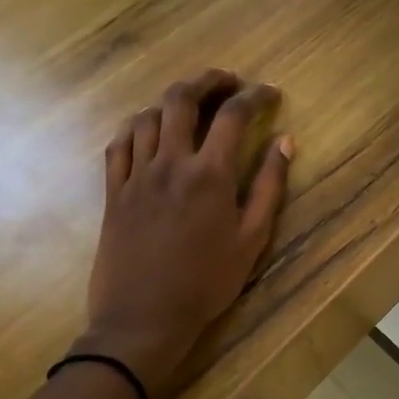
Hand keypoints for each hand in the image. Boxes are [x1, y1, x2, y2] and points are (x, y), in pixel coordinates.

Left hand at [80, 69, 292, 393]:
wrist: (144, 318)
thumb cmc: (207, 282)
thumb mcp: (252, 238)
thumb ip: (269, 186)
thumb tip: (285, 143)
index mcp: (209, 174)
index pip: (233, 115)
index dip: (254, 96)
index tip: (270, 92)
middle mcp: (170, 162)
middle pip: (182, 99)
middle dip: (207, 80)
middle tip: (227, 80)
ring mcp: (136, 175)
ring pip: (147, 116)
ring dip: (171, 101)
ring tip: (191, 104)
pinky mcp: (113, 192)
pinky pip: (118, 144)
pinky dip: (134, 126)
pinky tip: (147, 129)